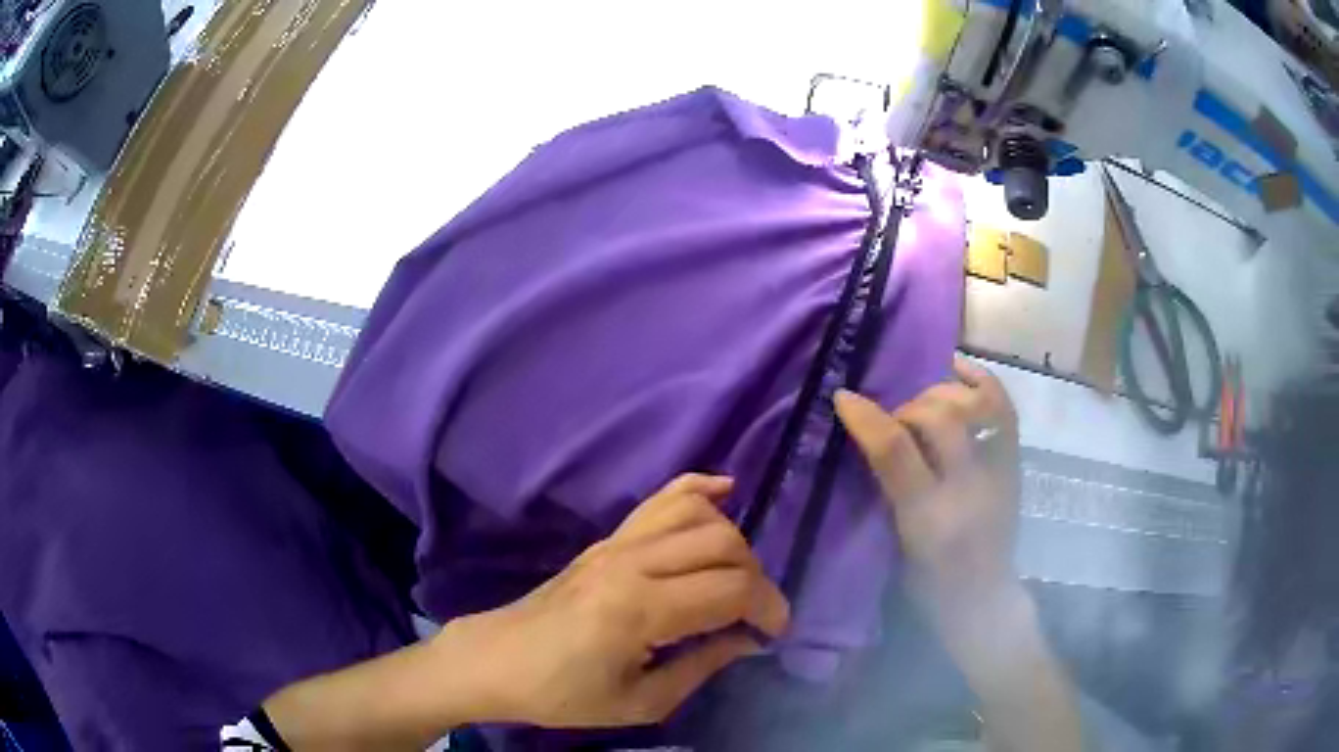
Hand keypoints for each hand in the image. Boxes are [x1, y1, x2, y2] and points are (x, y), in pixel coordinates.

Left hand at [444, 474, 789, 727]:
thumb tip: (747, 640)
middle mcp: (632, 562)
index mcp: (639, 609)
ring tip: (738, 576)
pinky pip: (660, 498)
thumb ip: (701, 667)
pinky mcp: (607, 538)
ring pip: (698, 514)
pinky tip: (725, 491)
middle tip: (756, 614)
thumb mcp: (640, 702)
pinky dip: (698, 489)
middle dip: (757, 578)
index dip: (767, 608)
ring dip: (734, 540)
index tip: (775, 633)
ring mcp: (617, 542)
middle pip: (723, 545)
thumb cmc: (564, 693)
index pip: (730, 590)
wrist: (498, 661)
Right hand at [834, 355, 1019, 617]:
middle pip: (939, 418)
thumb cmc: (929, 585)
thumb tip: (870, 439)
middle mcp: (968, 487)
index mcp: (928, 517)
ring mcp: (998, 470)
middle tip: (894, 422)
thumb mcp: (893, 547)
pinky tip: (957, 372)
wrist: (984, 599)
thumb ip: (885, 493)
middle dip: (908, 407)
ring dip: (941, 393)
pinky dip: (981, 380)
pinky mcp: (1014, 462)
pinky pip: (1003, 405)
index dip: (867, 419)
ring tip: (926, 405)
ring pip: (973, 404)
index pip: (896, 452)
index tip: (842, 396)